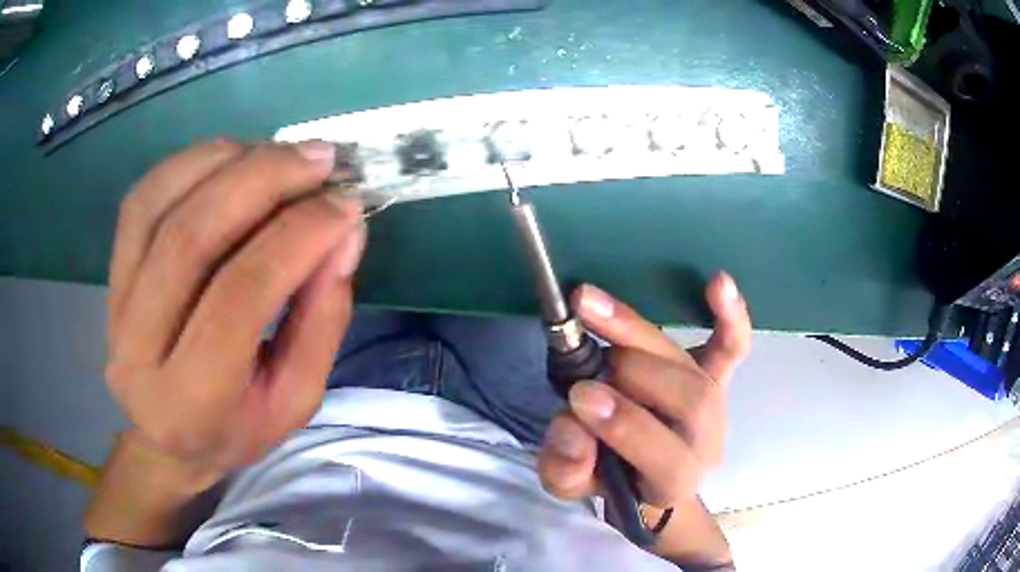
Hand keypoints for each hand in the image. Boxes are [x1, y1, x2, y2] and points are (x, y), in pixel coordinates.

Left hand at [104, 140, 365, 473]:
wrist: (170, 438)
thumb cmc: (239, 427)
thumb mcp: (297, 398)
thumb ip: (322, 319)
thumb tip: (343, 231)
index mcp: (192, 402)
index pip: (240, 298)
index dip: (296, 238)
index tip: (344, 205)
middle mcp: (138, 351)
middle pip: (191, 238)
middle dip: (262, 181)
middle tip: (320, 158)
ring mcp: (115, 307)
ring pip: (160, 205)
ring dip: (227, 162)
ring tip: (281, 153)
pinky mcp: (111, 276)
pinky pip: (141, 200)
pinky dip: (189, 163)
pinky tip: (232, 155)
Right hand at [538, 273, 750, 508]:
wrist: (642, 470)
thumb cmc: (608, 478)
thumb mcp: (572, 485)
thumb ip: (565, 468)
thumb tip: (572, 425)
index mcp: (674, 483)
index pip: (668, 459)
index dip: (627, 426)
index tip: (580, 397)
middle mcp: (706, 443)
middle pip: (691, 400)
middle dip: (634, 374)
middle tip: (586, 363)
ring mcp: (717, 405)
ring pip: (696, 367)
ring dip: (641, 334)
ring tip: (592, 308)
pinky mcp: (717, 375)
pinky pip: (732, 345)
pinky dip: (729, 314)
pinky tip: (717, 282)